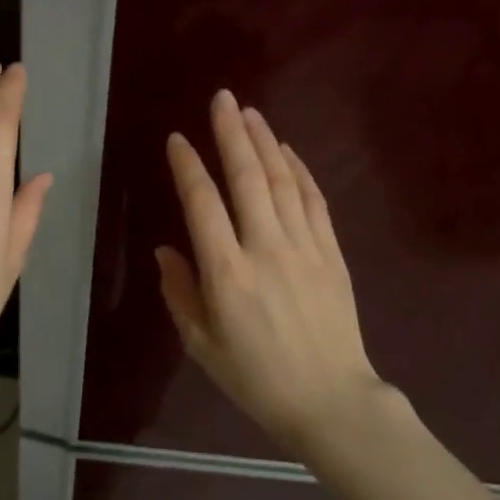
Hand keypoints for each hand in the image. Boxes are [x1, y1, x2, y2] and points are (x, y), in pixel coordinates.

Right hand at [157, 90, 399, 449]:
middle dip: (231, 134)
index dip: (188, 166)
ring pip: (283, 181)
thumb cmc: (256, 378)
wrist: (331, 401)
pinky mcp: (333, 254)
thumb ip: (179, 293)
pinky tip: (287, 151)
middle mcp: (266, 249)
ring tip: (250, 112)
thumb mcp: (201, 344)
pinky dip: (300, 171)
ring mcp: (305, 248)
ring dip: (265, 142)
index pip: (203, 204)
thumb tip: (166, 250)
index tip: (177, 139)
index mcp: (227, 274)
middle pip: (247, 178)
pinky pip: (315, 201)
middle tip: (222, 98)